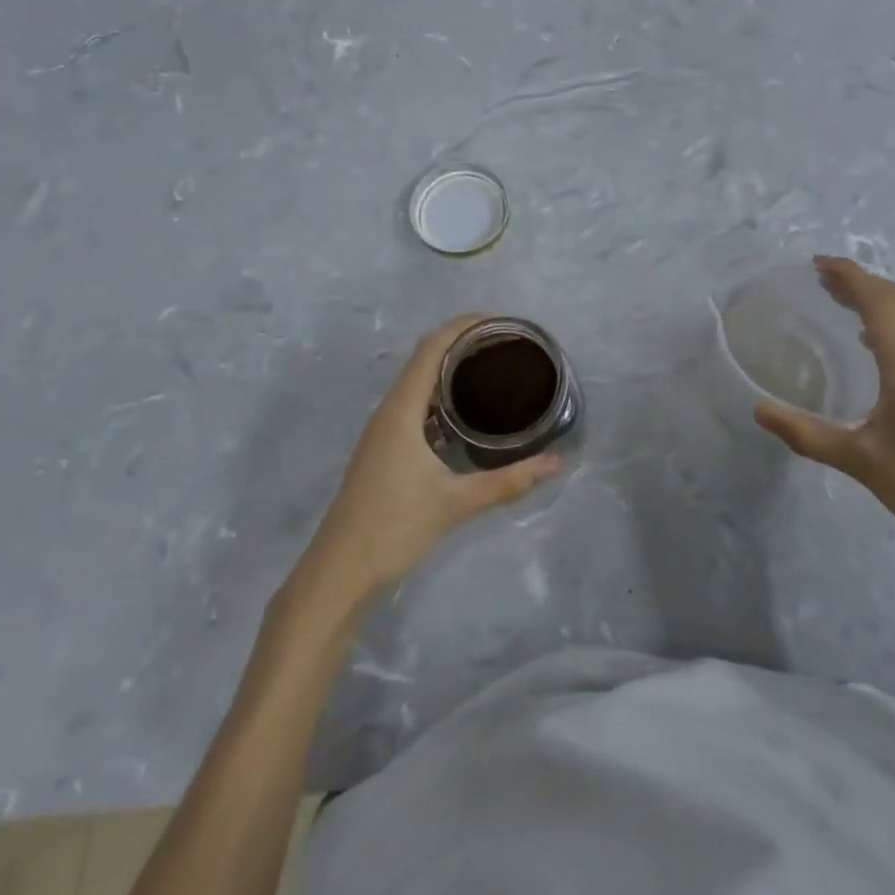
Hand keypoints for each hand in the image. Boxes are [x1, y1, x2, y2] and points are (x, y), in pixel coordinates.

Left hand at [301, 316, 562, 604]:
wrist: (338, 572)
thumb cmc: (392, 528)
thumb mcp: (454, 503)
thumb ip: (507, 482)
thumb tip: (556, 462)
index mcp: (402, 409)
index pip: (432, 346)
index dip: (464, 326)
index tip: (502, 323)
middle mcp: (390, 409)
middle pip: (426, 356)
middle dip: (464, 341)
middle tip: (507, 346)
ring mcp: (383, 429)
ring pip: (419, 379)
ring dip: (451, 366)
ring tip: (493, 369)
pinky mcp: (384, 447)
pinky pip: (415, 401)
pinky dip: (442, 391)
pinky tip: (467, 411)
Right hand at [753, 256, 894, 561]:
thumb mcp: (860, 462)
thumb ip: (807, 435)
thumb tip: (759, 411)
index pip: (880, 303)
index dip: (850, 276)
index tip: (818, 263)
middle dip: (862, 281)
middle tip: (823, 279)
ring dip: (879, 301)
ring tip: (843, 305)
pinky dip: (893, 325)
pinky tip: (875, 350)